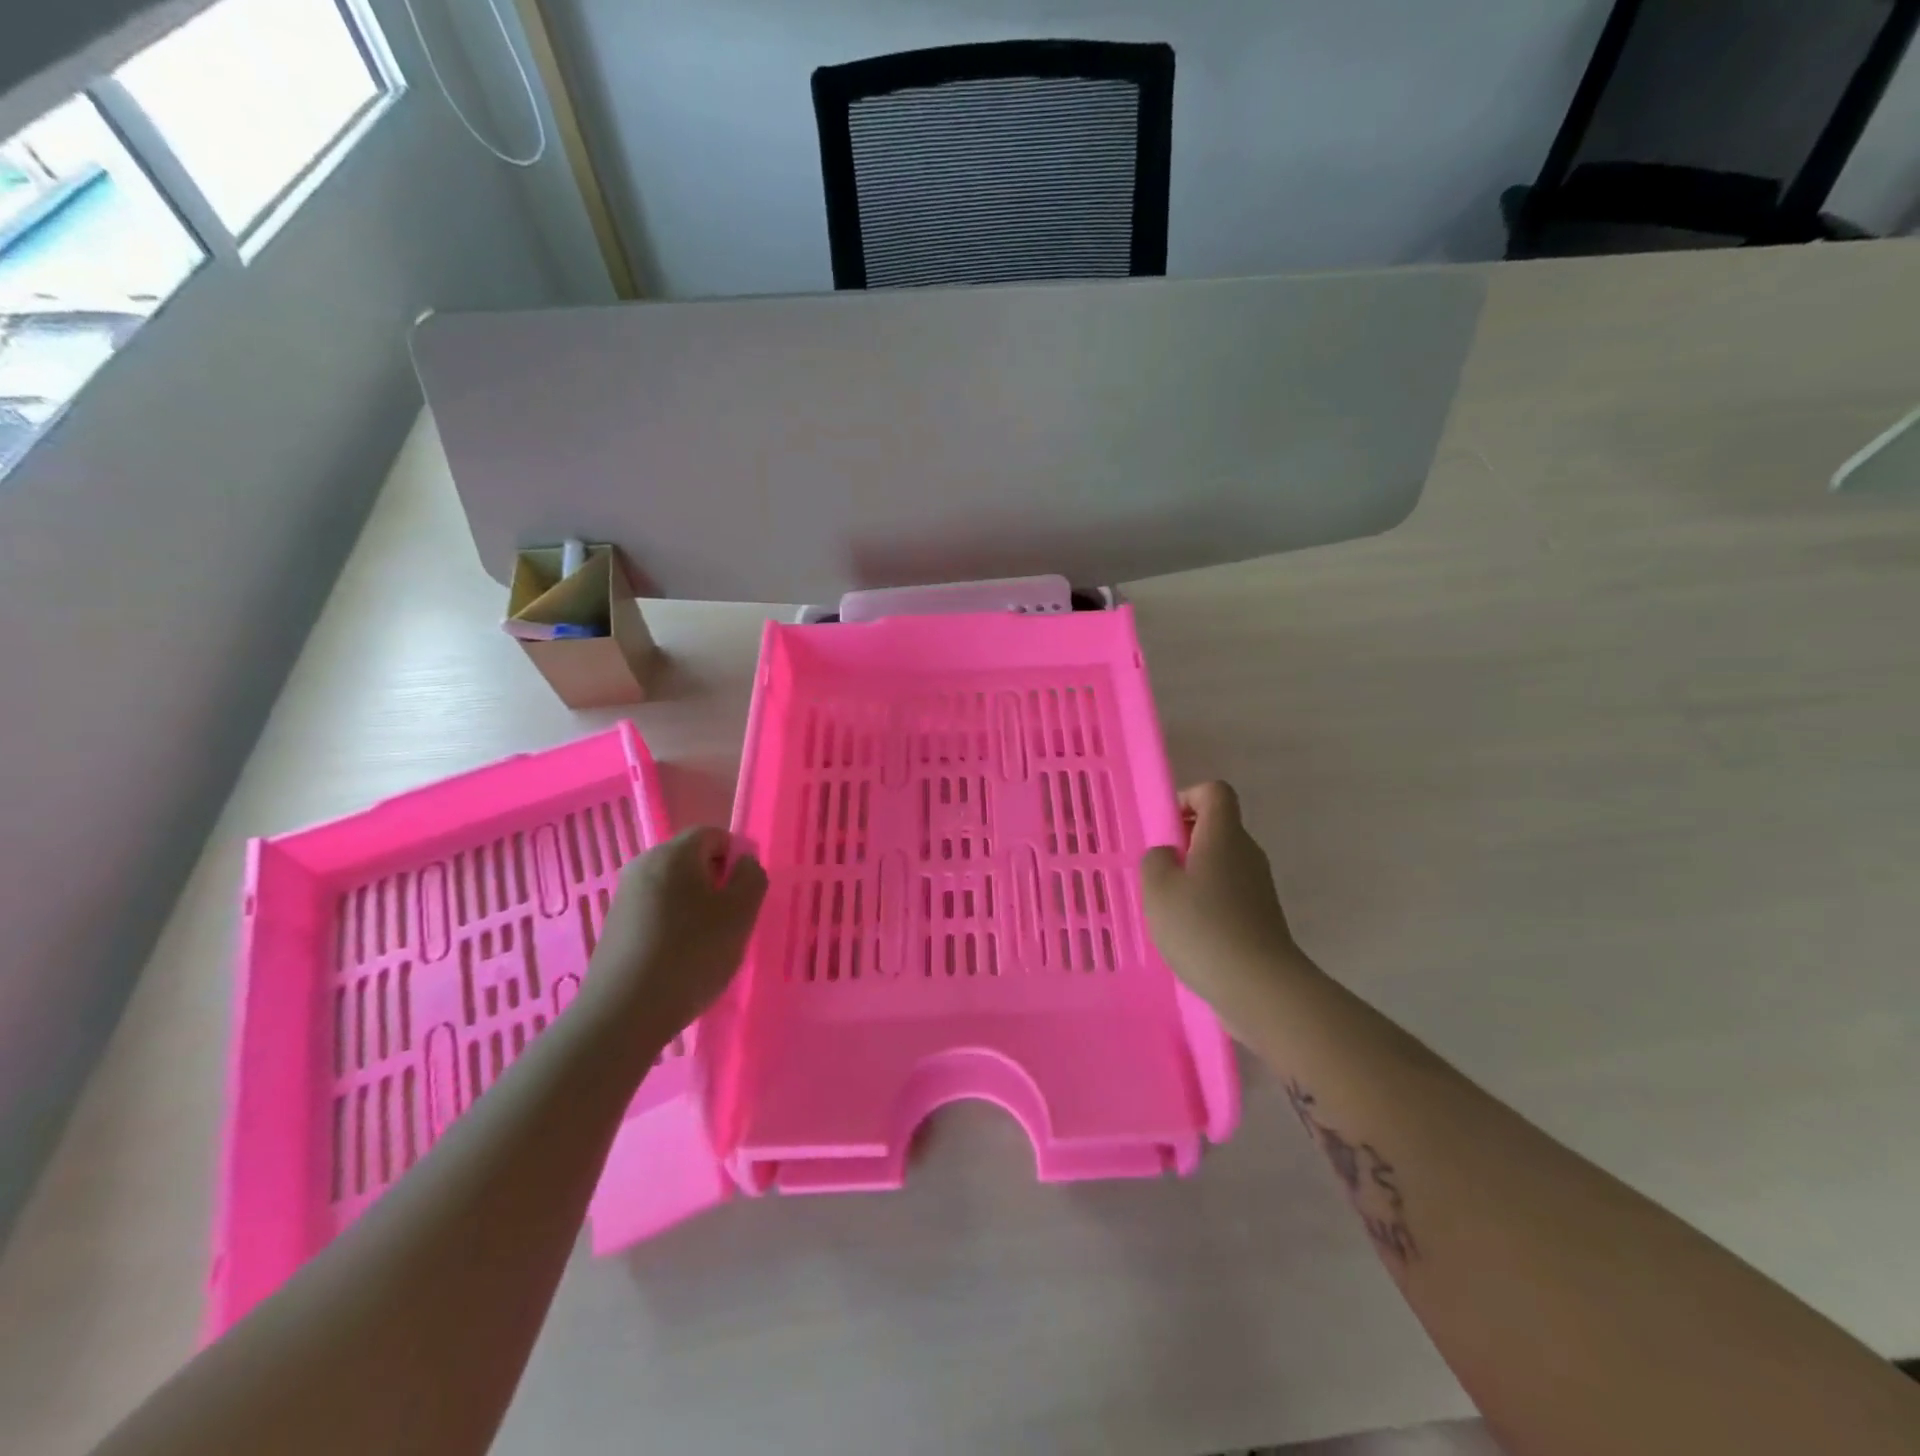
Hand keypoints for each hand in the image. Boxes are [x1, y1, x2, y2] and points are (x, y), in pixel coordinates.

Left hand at [586, 827, 767, 1037]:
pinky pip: (655, 912)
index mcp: (674, 853)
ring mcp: (625, 897)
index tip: (745, 895)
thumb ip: (751, 878)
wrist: (623, 1014)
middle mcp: (644, 865)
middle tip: (730, 920)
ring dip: (696, 907)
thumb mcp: (741, 914)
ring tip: (707, 944)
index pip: (713, 835)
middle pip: (691, 860)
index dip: (736, 857)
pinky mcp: (615, 927)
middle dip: (716, 883)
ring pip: (674, 888)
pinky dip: (673, 926)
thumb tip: (744, 864)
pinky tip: (680, 960)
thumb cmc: (691, 955)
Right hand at [1141, 782, 1302, 1026]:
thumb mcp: (1158, 888)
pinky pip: (1230, 894)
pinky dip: (1208, 904)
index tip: (1166, 829)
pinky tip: (1190, 935)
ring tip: (1170, 909)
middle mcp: (1247, 853)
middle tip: (1159, 873)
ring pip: (1222, 864)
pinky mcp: (1263, 917)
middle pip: (1218, 828)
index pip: (1214, 792)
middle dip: (1185, 843)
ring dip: (1194, 877)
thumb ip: (1155, 860)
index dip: (1187, 799)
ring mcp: (1259, 887)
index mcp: (1224, 835)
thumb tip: (1168, 857)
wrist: (1260, 987)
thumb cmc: (1202, 927)